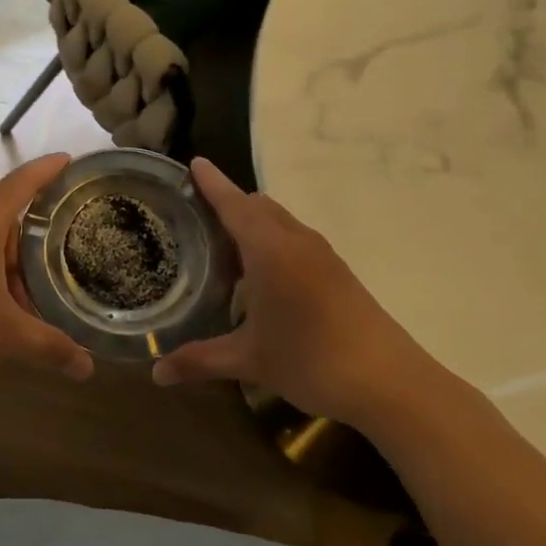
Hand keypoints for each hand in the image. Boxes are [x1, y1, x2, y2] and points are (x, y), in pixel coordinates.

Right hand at [150, 159, 440, 426]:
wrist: (390, 381)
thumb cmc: (311, 360)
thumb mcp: (249, 360)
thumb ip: (199, 360)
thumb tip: (155, 375)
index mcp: (269, 250)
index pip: (233, 203)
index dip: (211, 183)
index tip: (193, 163)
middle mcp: (295, 241)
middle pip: (256, 205)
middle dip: (227, 205)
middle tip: (196, 223)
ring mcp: (321, 254)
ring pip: (279, 221)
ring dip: (252, 225)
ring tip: (224, 253)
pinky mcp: (337, 270)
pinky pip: (294, 239)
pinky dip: (272, 242)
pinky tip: (261, 280)